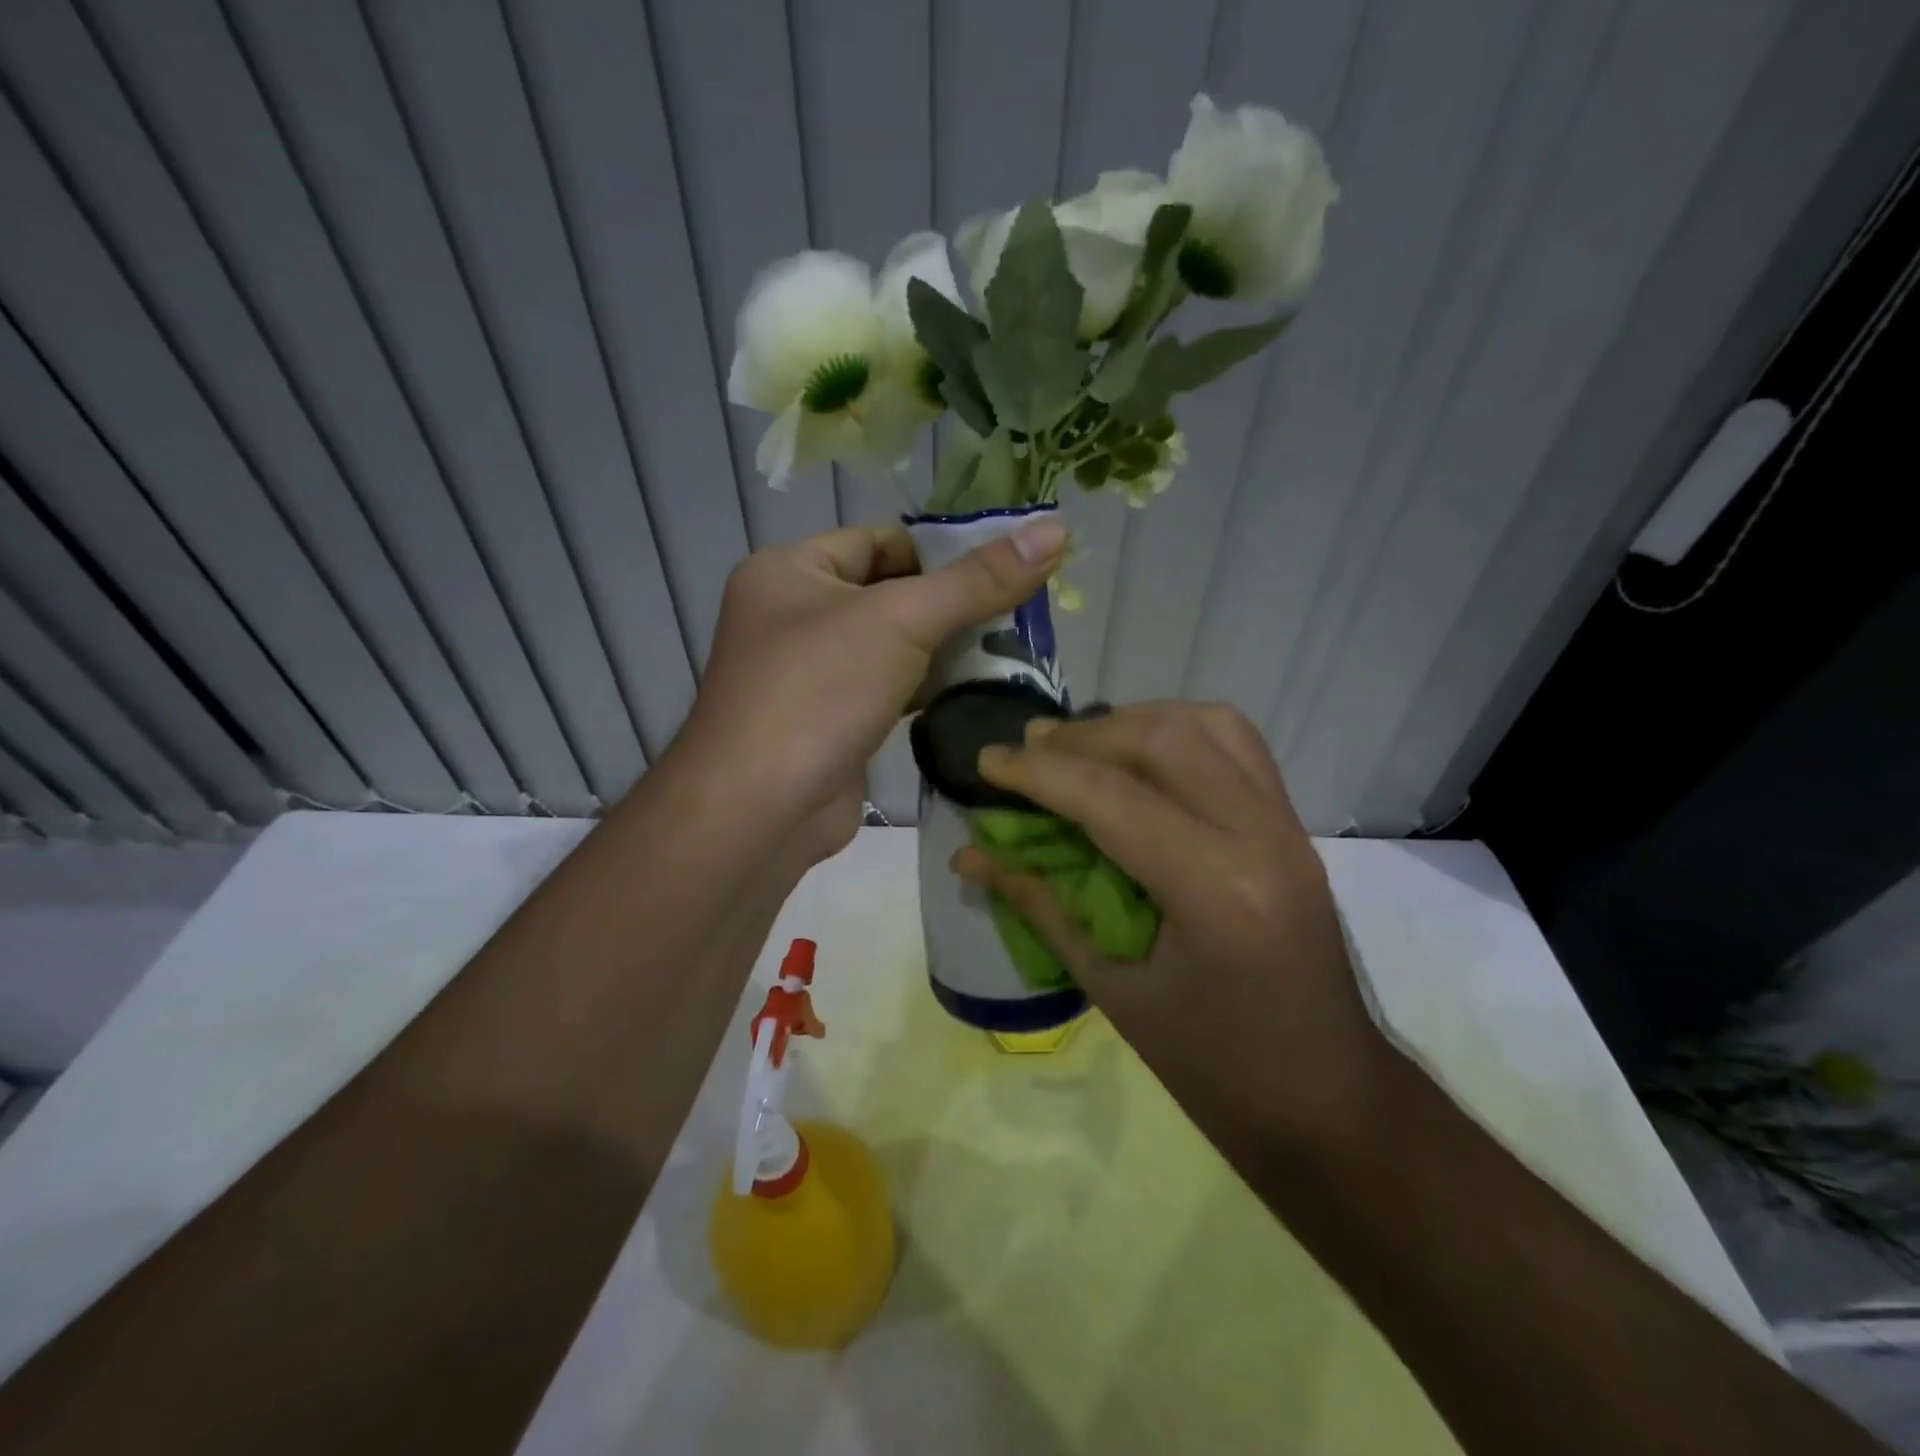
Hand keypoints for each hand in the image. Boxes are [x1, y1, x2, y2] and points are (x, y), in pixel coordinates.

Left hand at [675, 518, 1067, 862]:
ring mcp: (809, 674)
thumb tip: (1054, 530)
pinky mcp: (830, 722)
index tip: (1001, 568)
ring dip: (943, 649)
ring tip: (1009, 649)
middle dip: (950, 604)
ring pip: (890, 646)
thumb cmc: (819, 691)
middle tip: (1017, 611)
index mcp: (790, 571)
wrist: (761, 810)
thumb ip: (978, 580)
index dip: (940, 550)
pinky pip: (886, 689)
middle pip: (888, 592)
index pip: (878, 540)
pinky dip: (925, 688)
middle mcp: (792, 616)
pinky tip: (973, 690)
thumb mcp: (901, 620)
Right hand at [953, 702, 1389, 1140]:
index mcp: (1214, 891)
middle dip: (1082, 736)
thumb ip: (1040, 905)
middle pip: (1163, 739)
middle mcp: (1260, 837)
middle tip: (1028, 750)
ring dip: (1132, 722)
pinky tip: (1140, 758)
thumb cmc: (1213, 1068)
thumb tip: (971, 855)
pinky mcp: (1294, 827)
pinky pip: (1237, 745)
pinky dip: (1178, 733)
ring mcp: (1288, 826)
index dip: (1036, 772)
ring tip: (1079, 747)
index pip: (1109, 797)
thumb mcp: (1113, 989)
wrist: (1327, 1101)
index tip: (985, 760)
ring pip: (1206, 724)